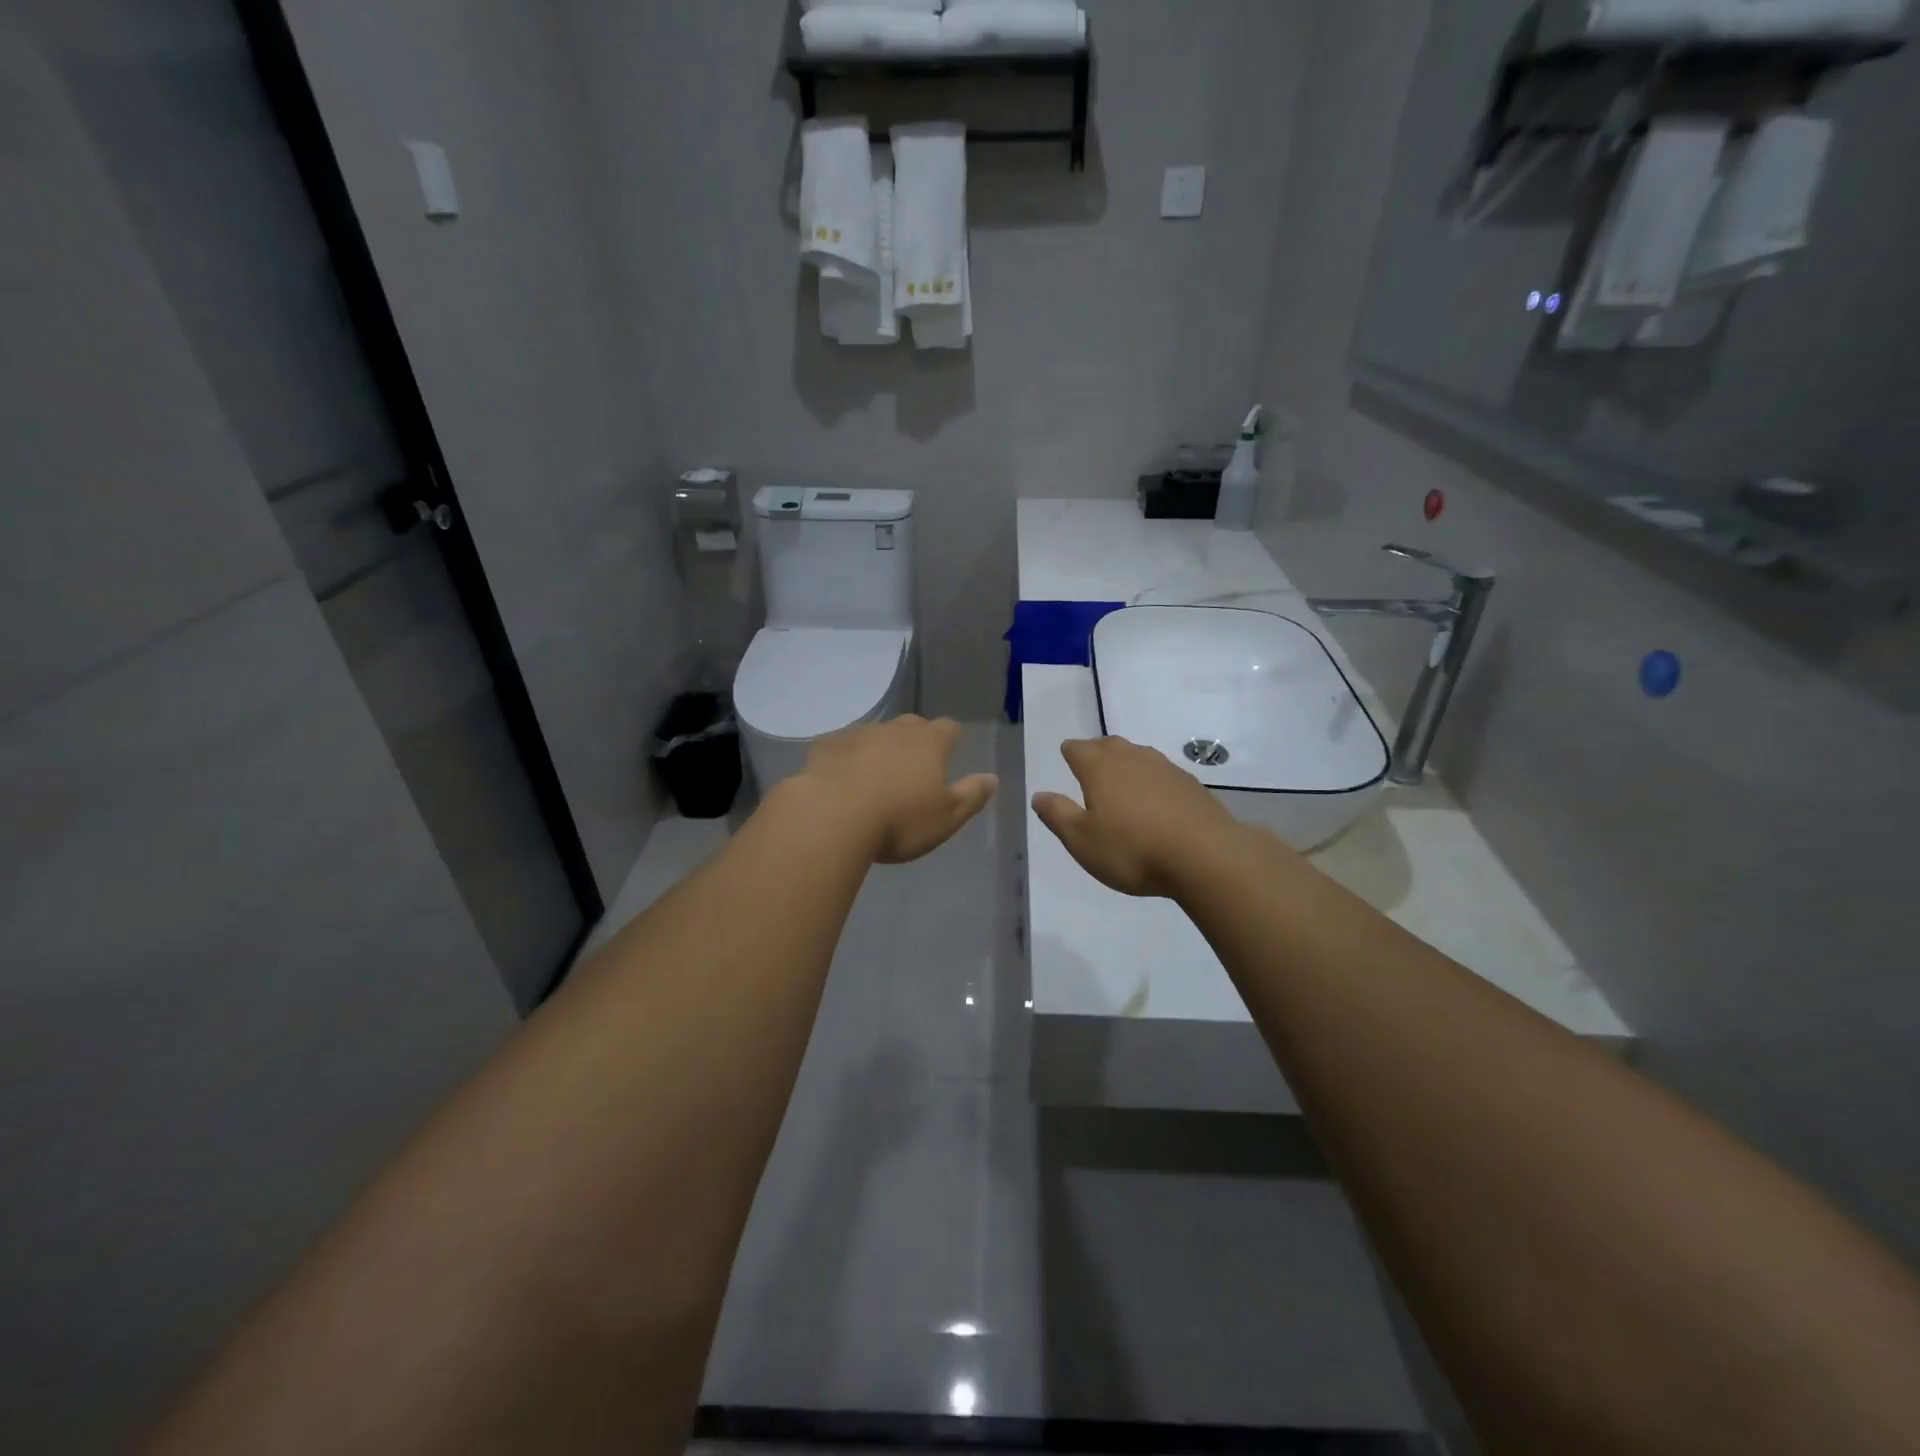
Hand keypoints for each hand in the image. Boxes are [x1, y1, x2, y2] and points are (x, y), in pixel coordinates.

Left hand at [796, 715, 997, 864]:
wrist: (831, 817)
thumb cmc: (899, 820)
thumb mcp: (947, 817)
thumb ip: (972, 795)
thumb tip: (991, 778)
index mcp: (929, 743)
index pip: (949, 728)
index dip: (952, 739)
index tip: (951, 751)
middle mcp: (894, 730)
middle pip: (912, 726)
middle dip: (916, 740)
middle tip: (915, 767)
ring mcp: (856, 734)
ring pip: (875, 734)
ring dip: (879, 749)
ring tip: (876, 776)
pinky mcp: (825, 747)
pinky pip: (841, 747)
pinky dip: (846, 758)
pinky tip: (841, 780)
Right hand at [1032, 736, 1239, 897]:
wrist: (1205, 856)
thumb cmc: (1132, 849)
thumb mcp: (1082, 840)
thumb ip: (1058, 814)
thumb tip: (1039, 795)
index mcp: (1099, 768)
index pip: (1077, 749)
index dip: (1070, 753)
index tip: (1067, 758)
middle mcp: (1131, 758)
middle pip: (1109, 745)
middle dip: (1097, 752)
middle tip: (1091, 766)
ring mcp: (1165, 768)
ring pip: (1138, 756)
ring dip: (1126, 764)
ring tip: (1121, 782)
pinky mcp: (1190, 784)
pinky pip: (1162, 774)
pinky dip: (1152, 781)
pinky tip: (1155, 801)